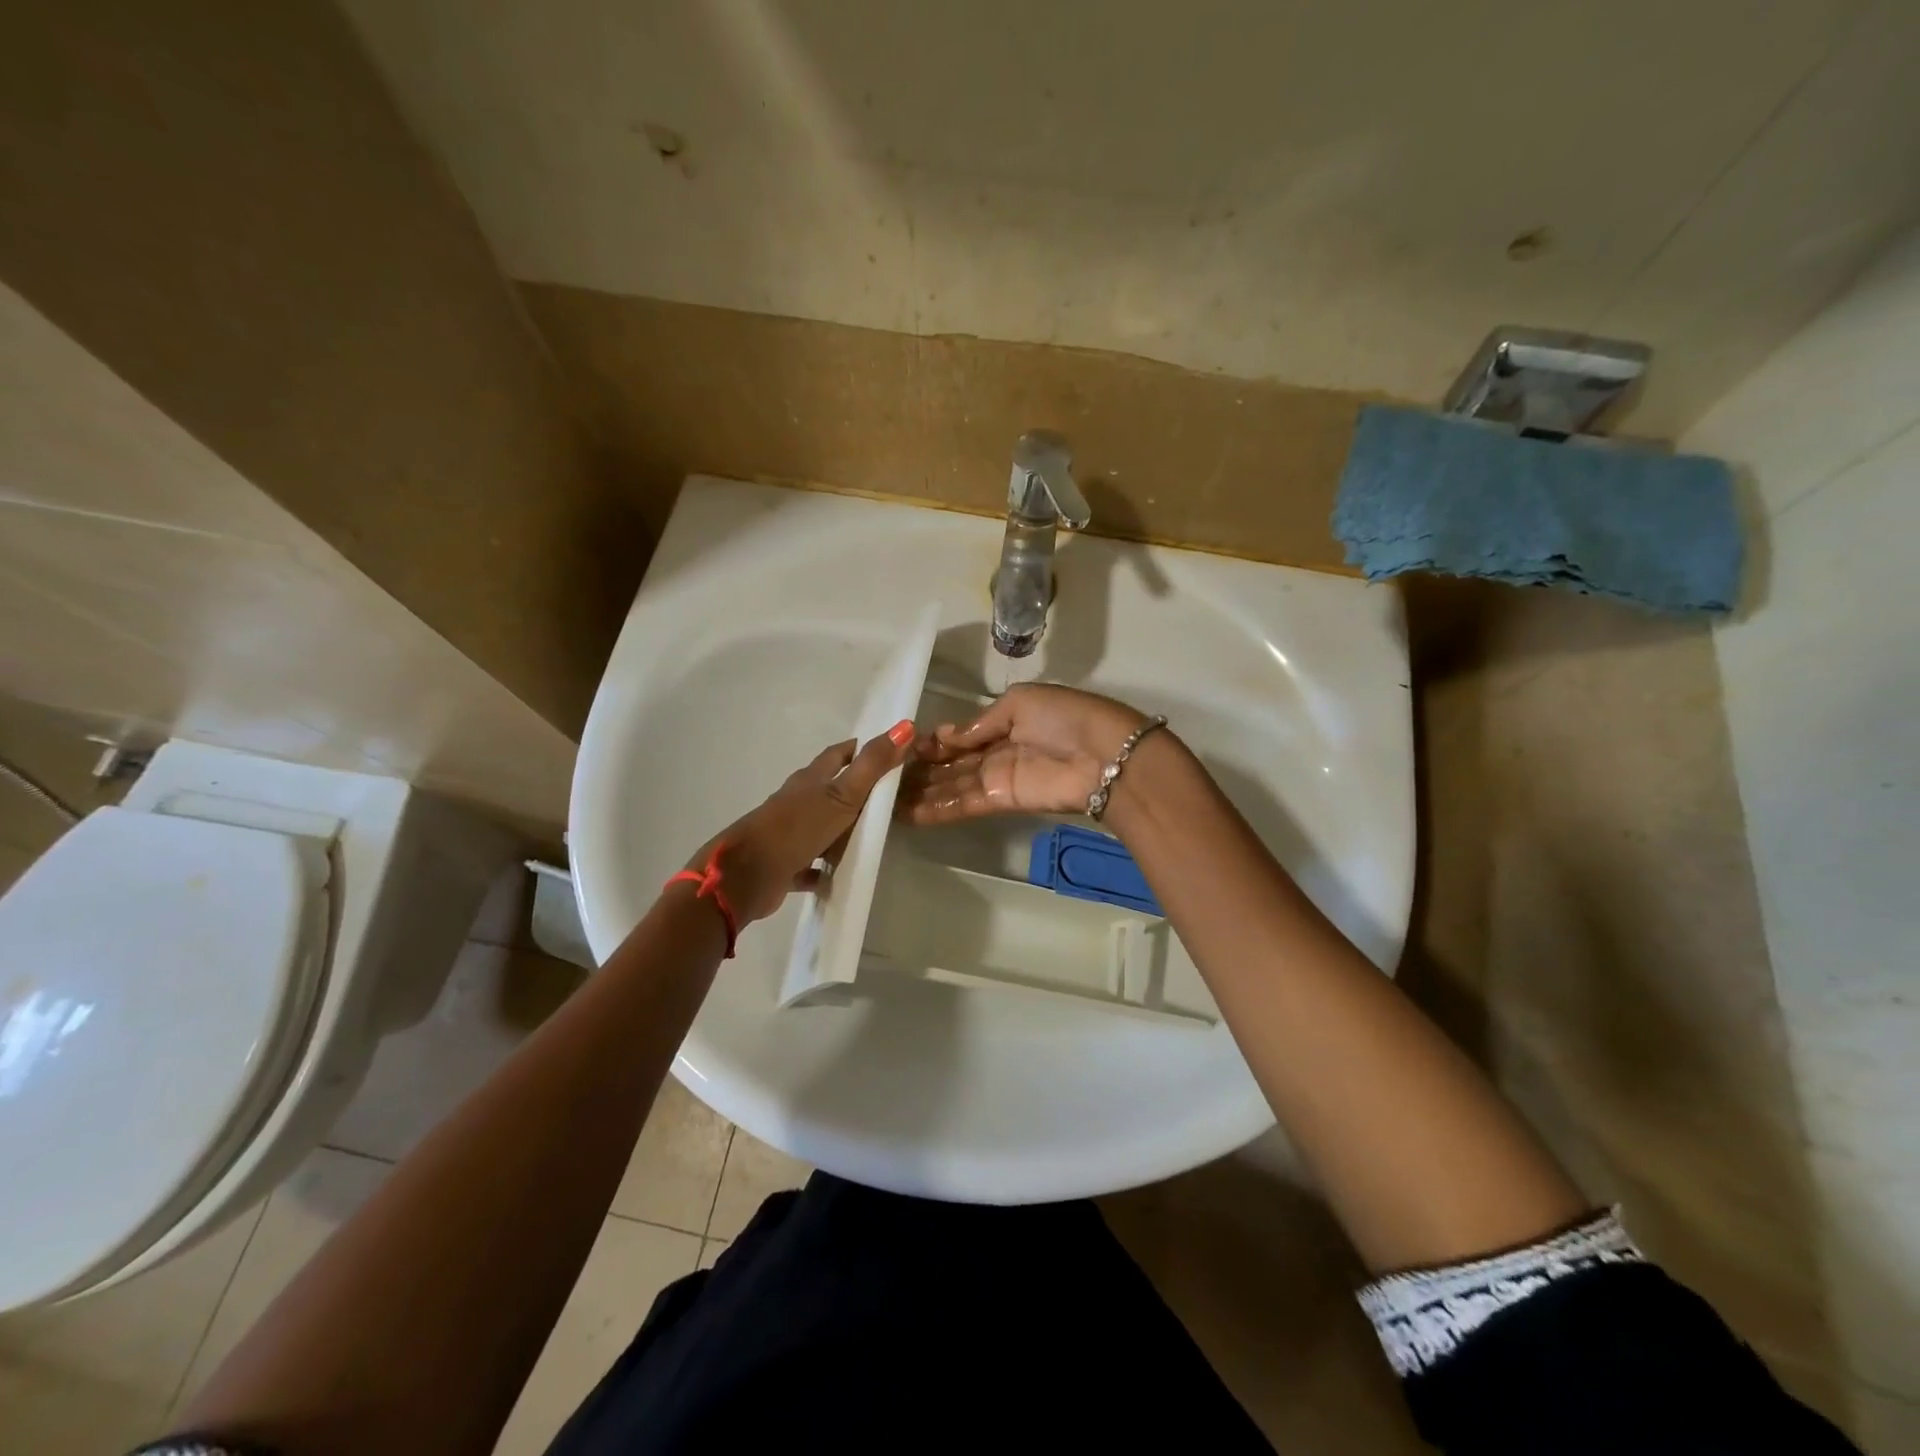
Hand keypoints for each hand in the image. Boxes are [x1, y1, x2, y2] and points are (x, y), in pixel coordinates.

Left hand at [689, 721, 914, 923]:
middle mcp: (798, 801)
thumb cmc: (797, 827)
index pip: (838, 755)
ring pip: (821, 826)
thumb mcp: (843, 794)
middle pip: (830, 789)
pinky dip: (824, 867)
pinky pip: (810, 863)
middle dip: (856, 790)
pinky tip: (841, 875)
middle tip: (889, 796)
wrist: (748, 874)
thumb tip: (905, 725)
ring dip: (842, 829)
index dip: (861, 749)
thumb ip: (873, 764)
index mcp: (811, 780)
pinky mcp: (785, 863)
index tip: (888, 750)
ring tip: (872, 836)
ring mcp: (790, 832)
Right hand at [896, 683, 1147, 823]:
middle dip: (921, 770)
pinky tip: (906, 813)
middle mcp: (997, 752)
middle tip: (884, 776)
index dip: (933, 741)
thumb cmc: (1065, 717)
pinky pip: (963, 804)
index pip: (961, 735)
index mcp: (1005, 721)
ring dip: (921, 792)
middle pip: (952, 763)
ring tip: (884, 799)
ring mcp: (998, 779)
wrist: (1105, 755)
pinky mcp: (1001, 801)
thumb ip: (980, 723)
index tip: (902, 746)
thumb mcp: (1020, 702)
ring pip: (952, 786)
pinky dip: (936, 809)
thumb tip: (943, 735)